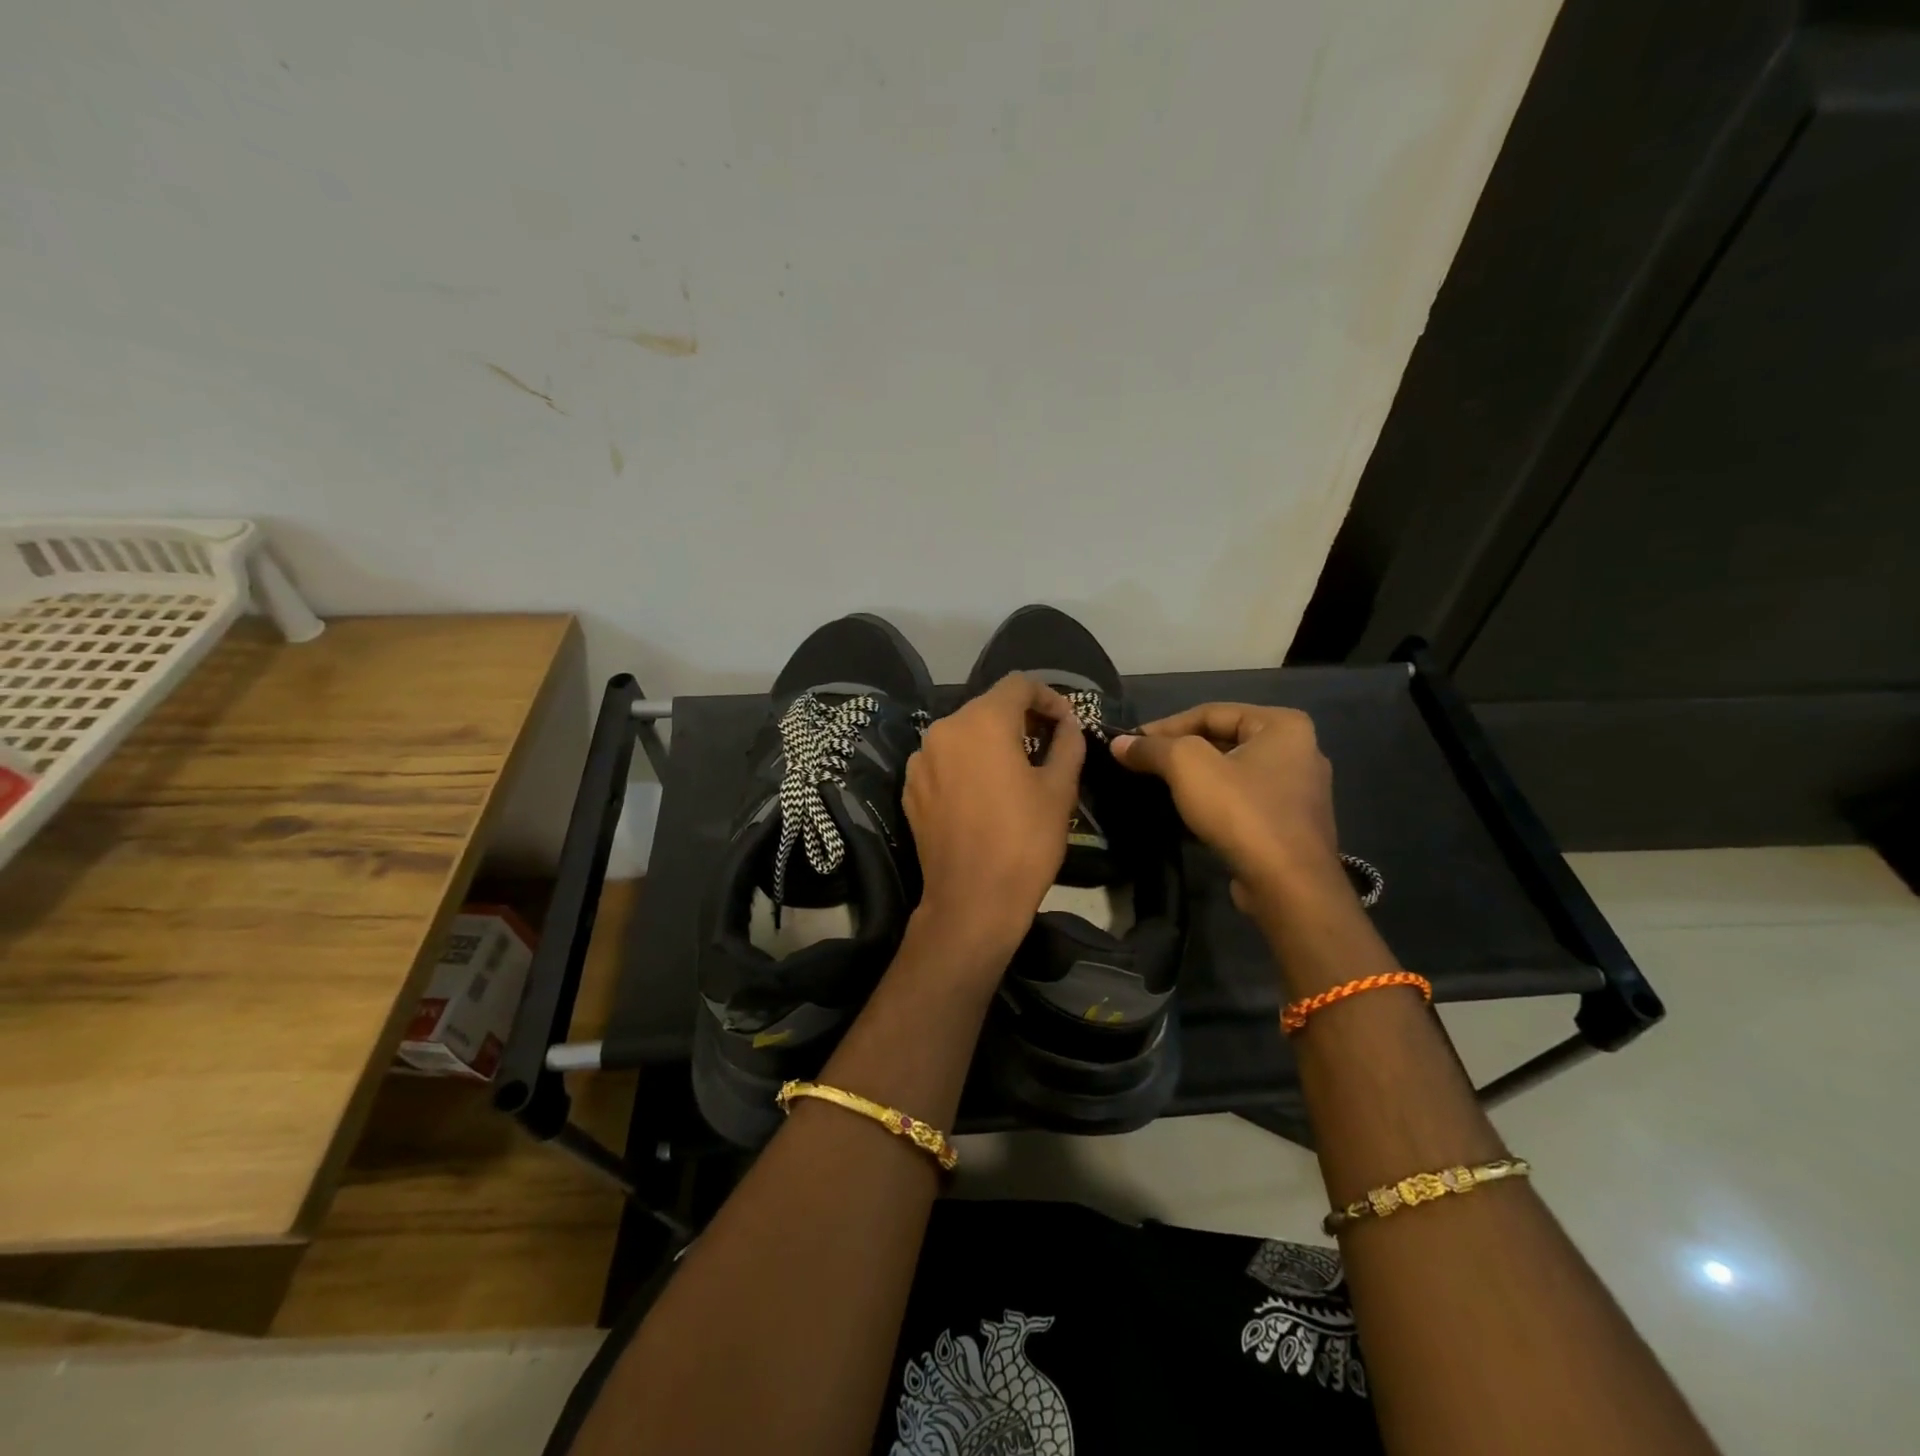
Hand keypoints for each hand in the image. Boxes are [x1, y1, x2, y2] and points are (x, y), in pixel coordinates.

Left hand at [902, 673, 1085, 957]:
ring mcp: (920, 759)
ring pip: (963, 733)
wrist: (971, 901)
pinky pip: (944, 760)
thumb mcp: (1059, 789)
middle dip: (1020, 718)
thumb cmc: (1024, 841)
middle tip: (1048, 745)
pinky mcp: (910, 788)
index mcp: (981, 721)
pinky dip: (966, 764)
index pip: (1018, 684)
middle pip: (987, 706)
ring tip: (1016, 770)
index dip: (1048, 696)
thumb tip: (1067, 723)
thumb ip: (1067, 743)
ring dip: (991, 741)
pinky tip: (984, 794)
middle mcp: (944, 729)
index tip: (1065, 722)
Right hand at [1111, 704, 1346, 913]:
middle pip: (1223, 741)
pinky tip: (1186, 815)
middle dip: (1180, 752)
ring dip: (1195, 779)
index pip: (1211, 713)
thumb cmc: (1242, 812)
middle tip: (1142, 765)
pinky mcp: (1291, 826)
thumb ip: (1152, 748)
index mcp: (1283, 725)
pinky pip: (1243, 802)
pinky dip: (1214, 803)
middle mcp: (1300, 751)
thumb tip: (1119, 744)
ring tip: (1157, 788)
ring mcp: (1299, 792)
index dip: (1165, 726)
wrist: (1288, 886)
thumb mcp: (1187, 767)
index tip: (1132, 744)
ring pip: (1232, 773)